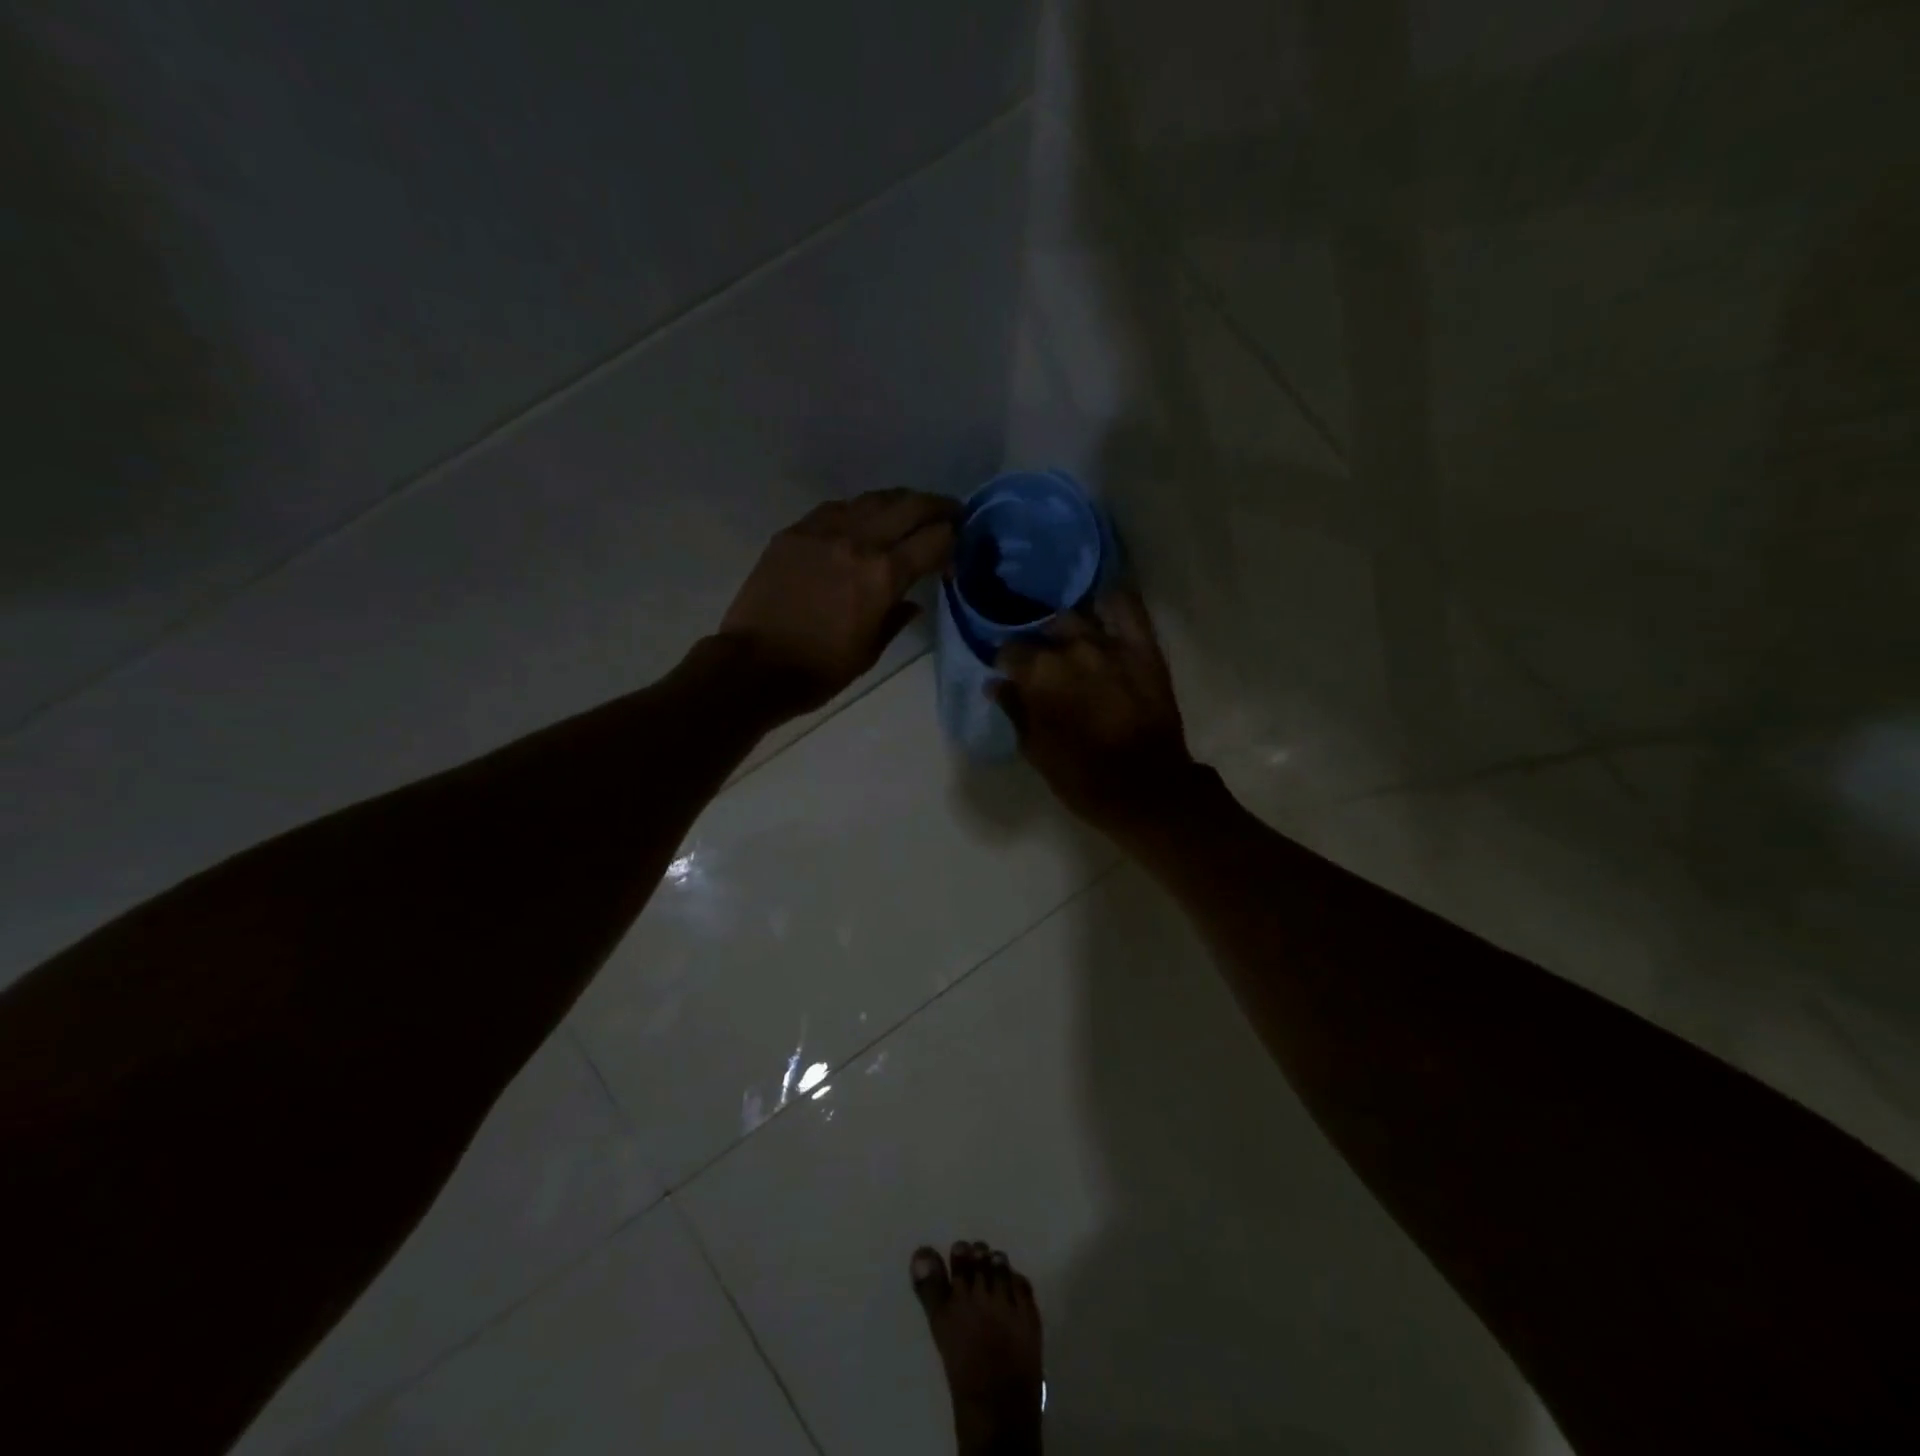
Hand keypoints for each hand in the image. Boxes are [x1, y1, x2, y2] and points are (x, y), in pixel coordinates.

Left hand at [719, 489, 956, 715]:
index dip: (954, 540)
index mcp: (884, 575)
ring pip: (873, 499)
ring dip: (899, 501)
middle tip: (950, 512)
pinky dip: (859, 510)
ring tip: (911, 509)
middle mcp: (859, 541)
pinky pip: (836, 508)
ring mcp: (823, 531)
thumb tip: (912, 602)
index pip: (935, 540)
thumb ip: (896, 618)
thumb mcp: (869, 651)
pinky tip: (862, 519)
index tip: (959, 546)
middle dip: (937, 506)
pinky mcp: (795, 532)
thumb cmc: (820, 670)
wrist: (753, 666)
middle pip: (909, 506)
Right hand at [992, 588, 1200, 837]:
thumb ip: (1015, 710)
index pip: (1010, 651)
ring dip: (1067, 628)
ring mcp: (1110, 643)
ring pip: (1077, 617)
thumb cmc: (1082, 777)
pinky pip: (1126, 607)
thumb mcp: (1036, 750)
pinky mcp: (1142, 647)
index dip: (1007, 664)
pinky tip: (1102, 610)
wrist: (1147, 788)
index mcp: (1039, 674)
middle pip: (1043, 631)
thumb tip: (996, 684)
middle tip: (1041, 663)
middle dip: (1037, 645)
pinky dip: (1111, 603)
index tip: (1011, 676)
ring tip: (1068, 642)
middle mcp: (1071, 648)